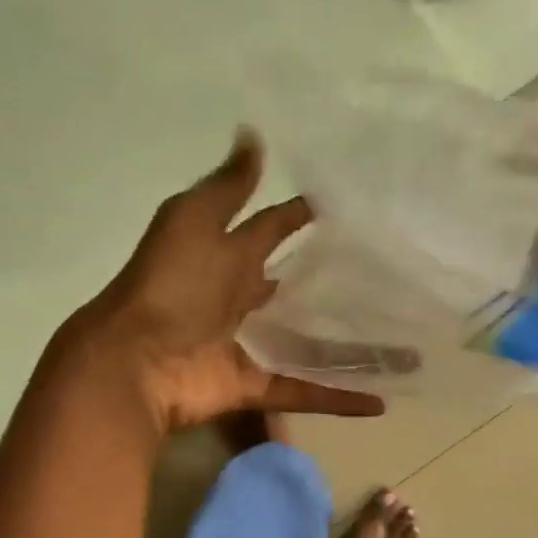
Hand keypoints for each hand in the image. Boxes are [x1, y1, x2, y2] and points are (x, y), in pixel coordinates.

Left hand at [63, 131, 385, 432]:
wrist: (136, 360)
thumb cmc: (169, 284)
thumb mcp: (194, 220)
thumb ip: (228, 186)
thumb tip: (252, 134)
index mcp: (224, 254)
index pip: (270, 228)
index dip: (297, 215)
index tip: (342, 206)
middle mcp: (235, 298)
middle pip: (288, 286)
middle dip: (324, 279)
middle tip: (381, 272)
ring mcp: (244, 344)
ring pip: (305, 343)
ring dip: (346, 346)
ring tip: (402, 344)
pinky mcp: (252, 384)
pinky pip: (303, 391)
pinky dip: (338, 399)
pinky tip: (381, 402)